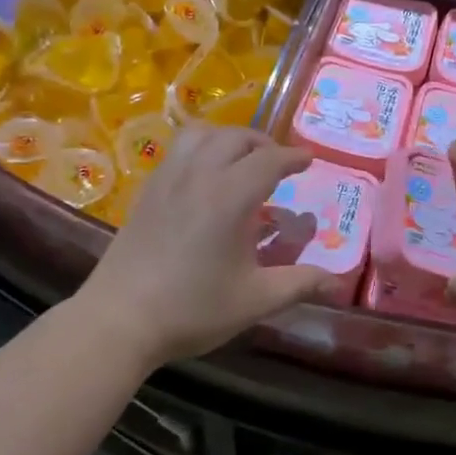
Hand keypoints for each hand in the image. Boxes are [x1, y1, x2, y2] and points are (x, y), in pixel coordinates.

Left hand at [76, 125, 333, 367]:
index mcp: (230, 196)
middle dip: (263, 143)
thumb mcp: (254, 300)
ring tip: (241, 159)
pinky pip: (179, 149)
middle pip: (236, 137)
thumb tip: (337, 282)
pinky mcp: (148, 189)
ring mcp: (168, 178)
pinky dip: (201, 148)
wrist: (118, 320)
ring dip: (228, 138)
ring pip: (202, 134)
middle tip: (278, 163)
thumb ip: (299, 283)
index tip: (308, 160)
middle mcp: (199, 175)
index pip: (269, 160)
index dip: (293, 158)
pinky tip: (204, 176)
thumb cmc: (192, 309)